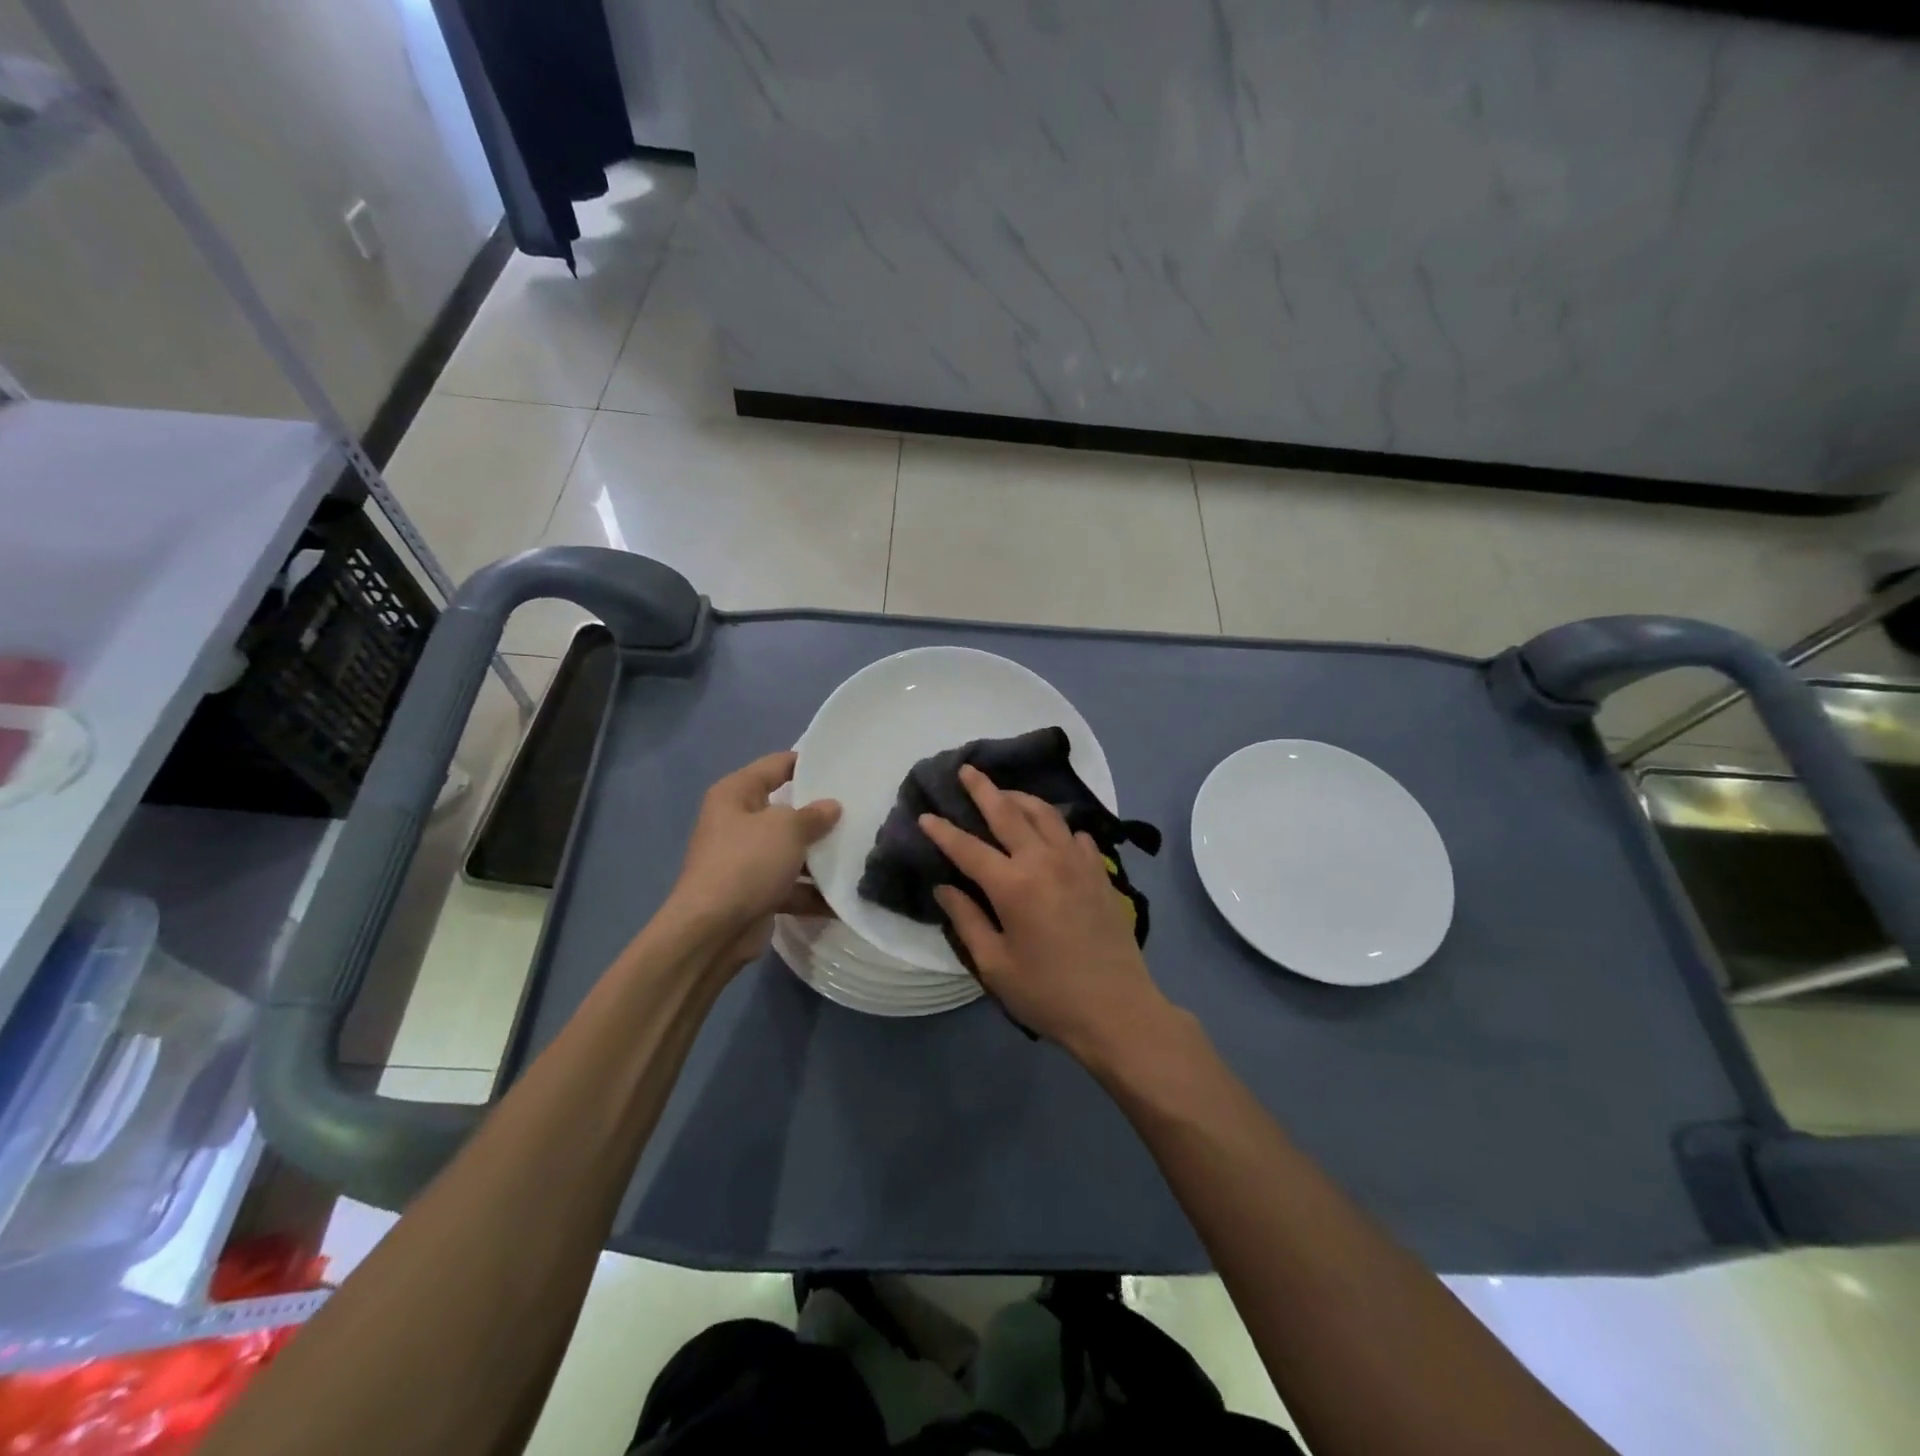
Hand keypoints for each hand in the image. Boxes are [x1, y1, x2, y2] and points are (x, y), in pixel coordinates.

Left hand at [667, 751, 840, 972]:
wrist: (712, 932)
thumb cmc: (746, 863)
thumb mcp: (786, 829)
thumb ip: (813, 815)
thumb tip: (831, 807)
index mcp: (735, 794)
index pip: (776, 765)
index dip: (808, 763)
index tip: (843, 766)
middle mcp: (737, 823)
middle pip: (786, 810)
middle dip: (820, 814)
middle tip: (860, 809)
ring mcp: (745, 860)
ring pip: (791, 851)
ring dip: (820, 857)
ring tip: (861, 852)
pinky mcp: (755, 893)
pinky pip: (791, 885)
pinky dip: (814, 892)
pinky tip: (846, 896)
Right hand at [920, 765, 1171, 1061]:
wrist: (1117, 1009)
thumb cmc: (1048, 993)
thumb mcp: (995, 965)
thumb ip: (967, 920)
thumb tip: (945, 887)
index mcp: (1013, 885)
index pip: (968, 848)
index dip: (943, 831)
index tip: (925, 815)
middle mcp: (1044, 861)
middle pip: (1008, 812)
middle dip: (983, 789)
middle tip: (967, 770)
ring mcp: (1077, 862)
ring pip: (1045, 814)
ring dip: (1021, 798)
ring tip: (1005, 793)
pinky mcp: (1099, 872)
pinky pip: (1075, 835)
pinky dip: (1058, 826)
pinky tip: (1052, 833)